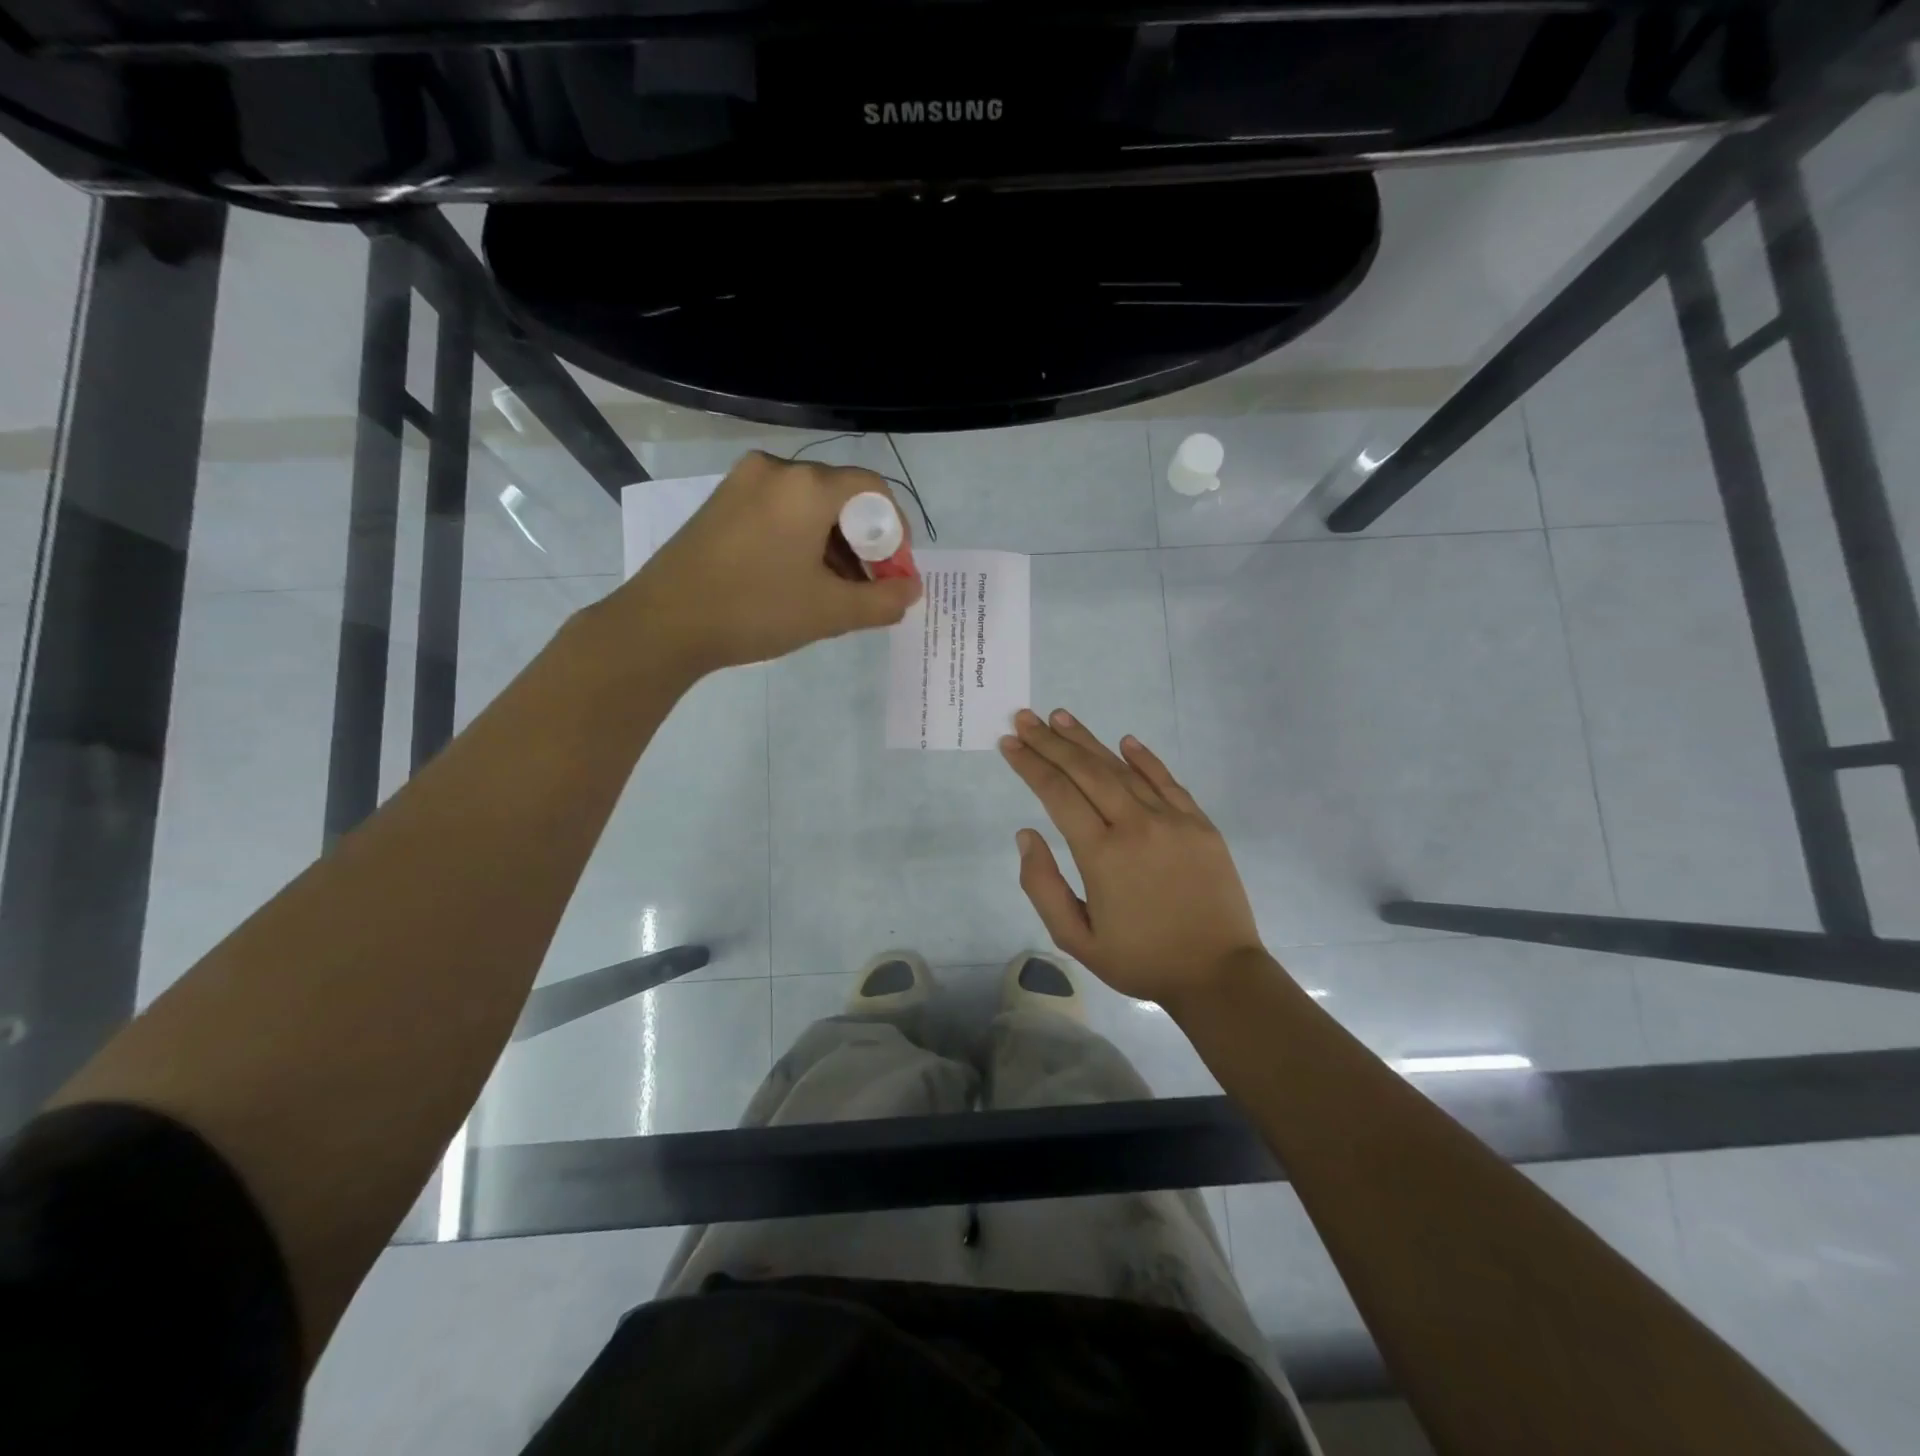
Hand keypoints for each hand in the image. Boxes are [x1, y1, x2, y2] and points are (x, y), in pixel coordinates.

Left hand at [609, 451, 921, 676]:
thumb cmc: (755, 610)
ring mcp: (742, 483)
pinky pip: (779, 512)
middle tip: (868, 587)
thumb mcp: (830, 612)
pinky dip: (801, 540)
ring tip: (834, 592)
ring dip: (833, 544)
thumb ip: (883, 600)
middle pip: (841, 497)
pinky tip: (797, 579)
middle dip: (863, 543)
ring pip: (808, 506)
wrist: (663, 623)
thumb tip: (912, 589)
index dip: (895, 530)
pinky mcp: (721, 503)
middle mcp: (776, 470)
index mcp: (807, 486)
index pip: (873, 489)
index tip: (894, 571)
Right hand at [999, 708, 1262, 1007]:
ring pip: (1123, 769)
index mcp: (1101, 854)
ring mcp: (1172, 821)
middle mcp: (1135, 825)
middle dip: (1051, 742)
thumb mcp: (1075, 939)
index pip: (1057, 793)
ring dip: (1089, 741)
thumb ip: (1043, 886)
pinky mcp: (1200, 825)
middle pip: (1086, 771)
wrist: (1218, 974)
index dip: (1030, 764)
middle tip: (1026, 718)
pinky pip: (1168, 781)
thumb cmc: (1140, 960)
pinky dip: (1145, 759)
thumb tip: (1026, 835)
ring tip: (1061, 718)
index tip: (1010, 742)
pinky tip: (1125, 741)